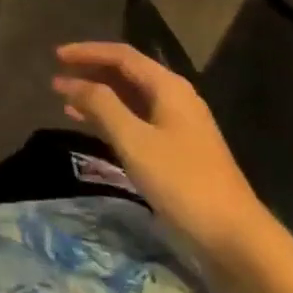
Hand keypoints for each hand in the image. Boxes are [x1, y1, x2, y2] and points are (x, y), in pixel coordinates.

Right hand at [54, 42, 280, 276]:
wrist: (236, 240)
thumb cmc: (183, 183)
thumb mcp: (135, 141)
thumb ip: (102, 105)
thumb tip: (74, 82)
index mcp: (168, 87)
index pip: (122, 55)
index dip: (87, 52)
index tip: (56, 56)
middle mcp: (175, 98)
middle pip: (126, 74)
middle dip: (91, 73)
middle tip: (57, 79)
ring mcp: (178, 126)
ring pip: (130, 99)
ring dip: (99, 97)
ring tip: (66, 102)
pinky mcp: (178, 152)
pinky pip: (137, 122)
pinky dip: (112, 120)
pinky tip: (93, 129)